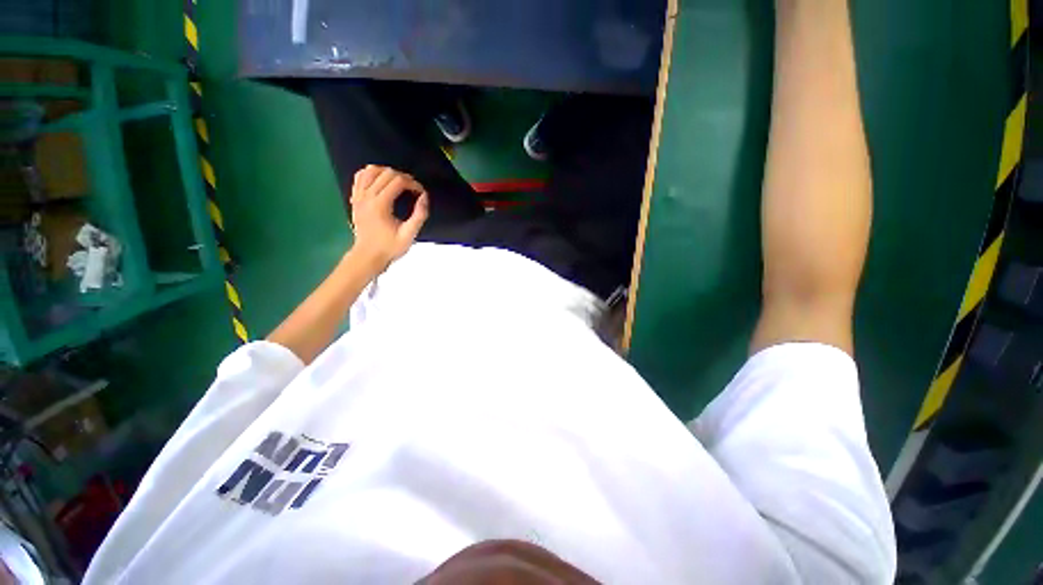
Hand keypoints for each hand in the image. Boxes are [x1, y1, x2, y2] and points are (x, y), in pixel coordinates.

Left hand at [349, 165, 429, 271]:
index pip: (398, 181)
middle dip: (404, 177)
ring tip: (398, 182)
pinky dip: (371, 173)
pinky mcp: (355, 199)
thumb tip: (424, 197)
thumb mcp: (409, 235)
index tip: (421, 193)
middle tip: (413, 189)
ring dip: (387, 172)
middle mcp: (367, 197)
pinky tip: (380, 180)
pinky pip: (360, 177)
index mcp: (380, 205)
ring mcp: (358, 197)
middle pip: (386, 173)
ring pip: (370, 170)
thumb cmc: (390, 247)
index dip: (413, 183)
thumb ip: (419, 216)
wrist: (368, 256)